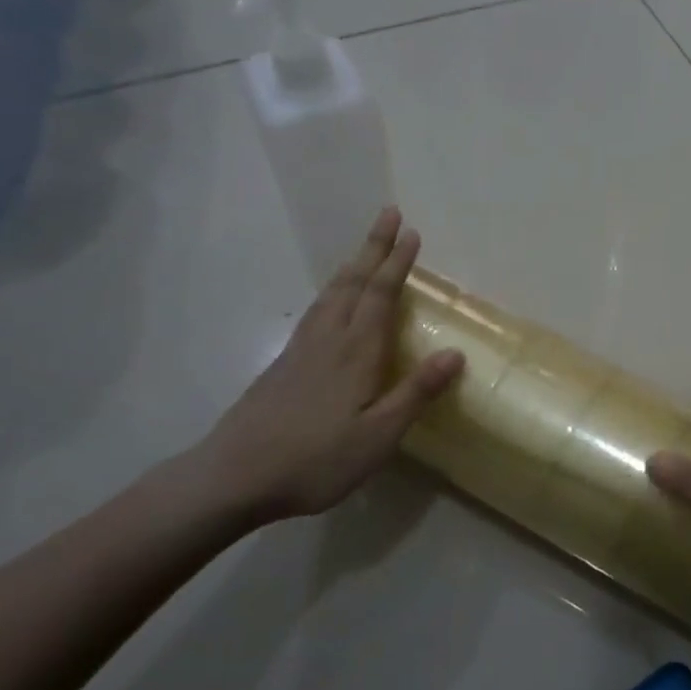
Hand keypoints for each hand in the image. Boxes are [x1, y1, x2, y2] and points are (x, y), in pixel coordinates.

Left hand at [191, 208, 463, 526]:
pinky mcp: (283, 364)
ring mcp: (301, 349)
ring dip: (352, 265)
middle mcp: (328, 339)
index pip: (381, 295)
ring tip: (364, 250)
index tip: (411, 232)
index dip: (397, 263)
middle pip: (353, 282)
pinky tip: (331, 301)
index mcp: (356, 352)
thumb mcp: (379, 435)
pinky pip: (316, 310)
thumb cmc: (316, 459)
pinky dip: (332, 291)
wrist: (234, 475)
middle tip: (388, 214)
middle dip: (373, 247)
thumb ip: (416, 393)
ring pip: (331, 293)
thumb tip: (455, 352)